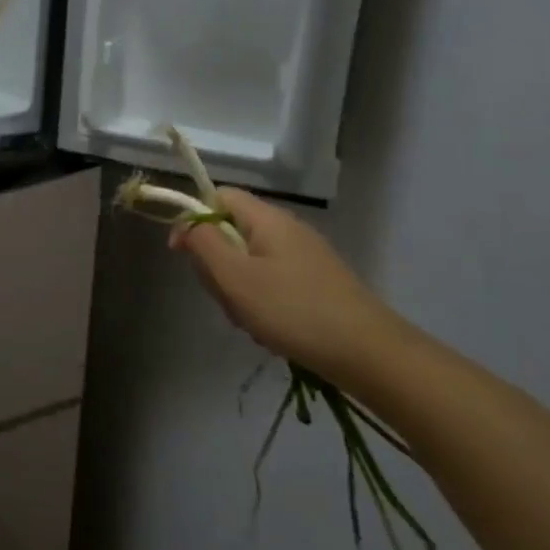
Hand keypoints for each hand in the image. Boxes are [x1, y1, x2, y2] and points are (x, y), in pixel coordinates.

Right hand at [172, 188, 401, 379]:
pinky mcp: (315, 282)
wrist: (368, 352)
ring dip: (238, 290)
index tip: (182, 252)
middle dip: (218, 264)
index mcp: (267, 218)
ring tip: (249, 319)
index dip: (194, 218)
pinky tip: (269, 329)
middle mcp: (287, 229)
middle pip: (231, 231)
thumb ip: (204, 244)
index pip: (219, 196)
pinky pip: (271, 282)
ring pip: (248, 262)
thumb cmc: (292, 309)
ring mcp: (304, 256)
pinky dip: (260, 302)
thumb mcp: (235, 277)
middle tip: (225, 296)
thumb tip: (187, 224)